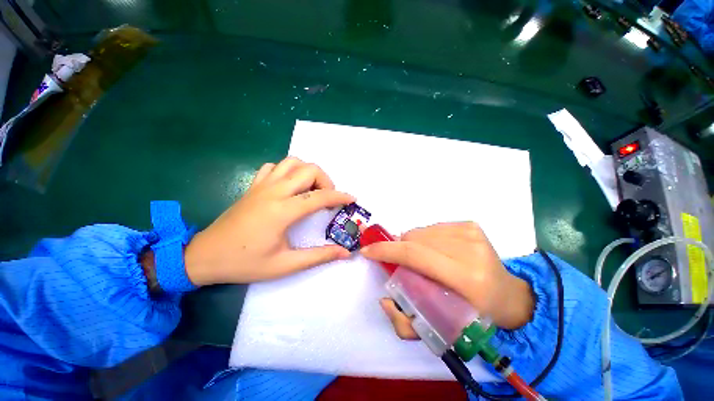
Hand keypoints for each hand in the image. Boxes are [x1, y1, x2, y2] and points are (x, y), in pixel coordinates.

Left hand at [183, 157, 354, 285]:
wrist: (205, 256)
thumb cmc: (245, 262)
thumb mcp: (285, 265)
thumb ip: (318, 256)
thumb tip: (344, 252)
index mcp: (282, 211)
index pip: (320, 196)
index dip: (340, 196)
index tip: (352, 199)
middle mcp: (274, 191)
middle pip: (309, 170)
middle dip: (326, 181)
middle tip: (328, 198)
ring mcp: (262, 185)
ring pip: (292, 162)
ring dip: (308, 172)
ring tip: (312, 189)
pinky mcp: (253, 186)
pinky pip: (274, 167)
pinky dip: (288, 170)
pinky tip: (290, 186)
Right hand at [360, 222, 533, 338]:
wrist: (507, 295)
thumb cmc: (474, 316)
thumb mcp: (439, 330)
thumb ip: (404, 322)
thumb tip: (383, 299)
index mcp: (466, 279)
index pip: (414, 255)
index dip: (386, 251)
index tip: (368, 251)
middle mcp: (470, 250)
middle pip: (415, 239)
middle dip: (398, 248)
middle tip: (401, 263)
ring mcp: (471, 234)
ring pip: (421, 230)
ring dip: (412, 243)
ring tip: (421, 259)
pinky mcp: (471, 225)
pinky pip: (433, 226)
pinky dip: (426, 238)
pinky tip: (436, 251)